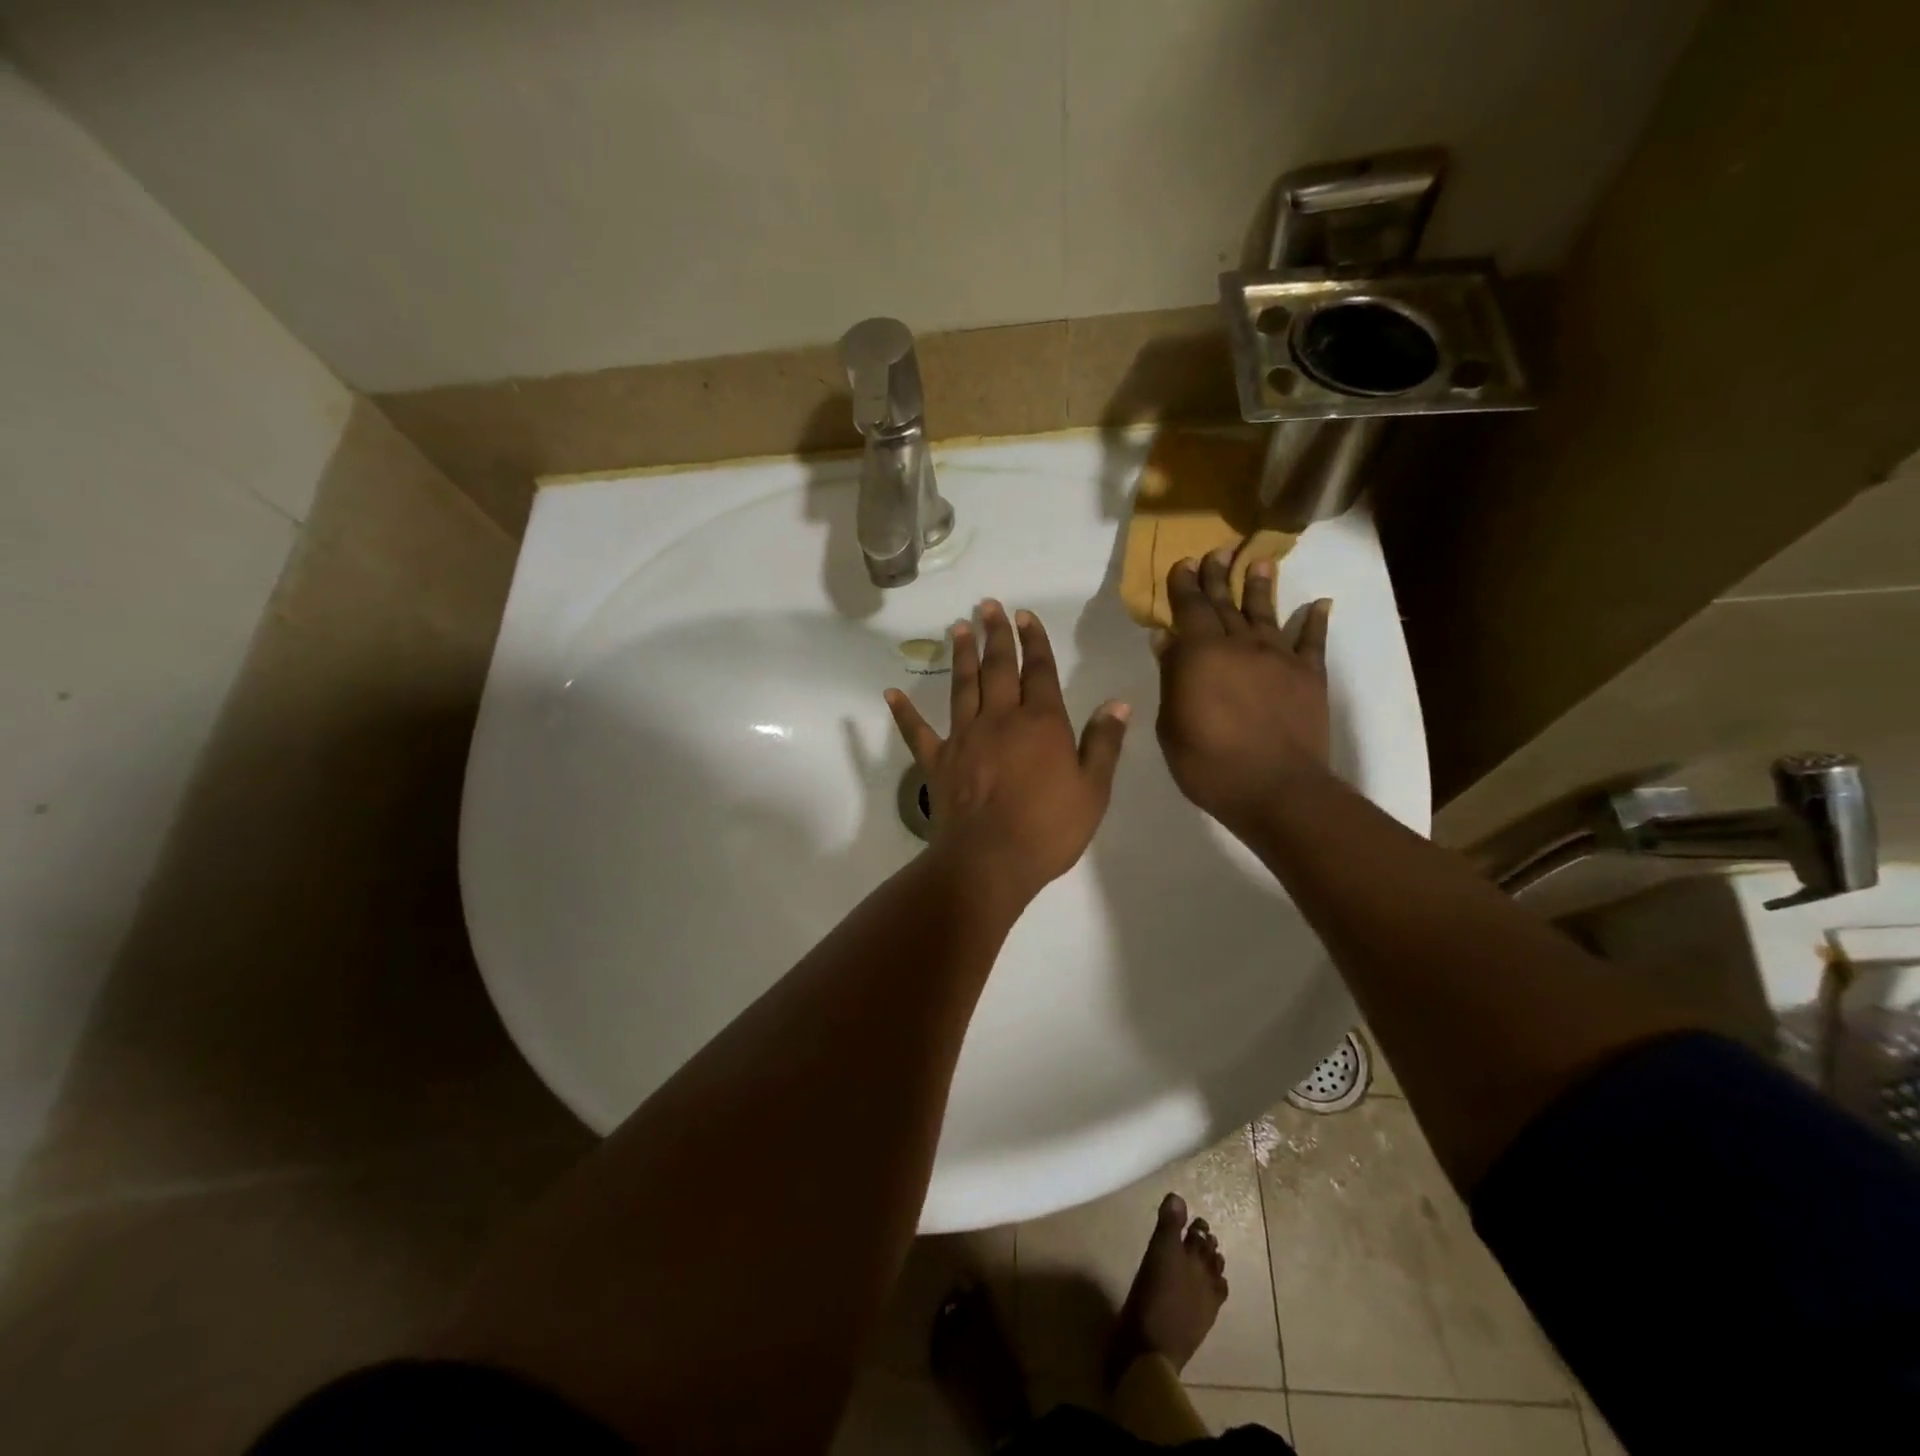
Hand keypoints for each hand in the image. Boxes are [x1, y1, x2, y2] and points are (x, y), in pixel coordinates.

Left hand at [886, 600, 1129, 906]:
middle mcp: (1000, 719)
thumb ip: (1104, 744)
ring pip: (962, 686)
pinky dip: (904, 712)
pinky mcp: (937, 762)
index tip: (1025, 615)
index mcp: (1041, 723)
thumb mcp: (1093, 790)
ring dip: (961, 655)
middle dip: (996, 635)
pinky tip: (891, 693)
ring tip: (959, 627)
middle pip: (998, 668)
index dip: (1034, 641)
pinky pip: (917, 732)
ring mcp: (964, 738)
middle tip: (988, 605)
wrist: (990, 861)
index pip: (1039, 671)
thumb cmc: (1048, 829)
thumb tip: (1118, 703)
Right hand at [1154, 550, 1331, 836]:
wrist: (1275, 789)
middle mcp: (1240, 645)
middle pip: (1226, 603)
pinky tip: (1319, 603)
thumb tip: (1167, 639)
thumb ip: (1172, 678)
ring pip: (1266, 613)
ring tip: (1260, 561)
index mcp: (1200, 655)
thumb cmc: (1208, 763)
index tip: (1184, 562)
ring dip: (1261, 586)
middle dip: (1218, 576)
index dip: (1186, 585)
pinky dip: (1315, 621)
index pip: (1190, 609)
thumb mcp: (1172, 723)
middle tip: (1216, 551)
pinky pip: (1312, 642)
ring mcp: (1278, 658)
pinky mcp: (1309, 676)